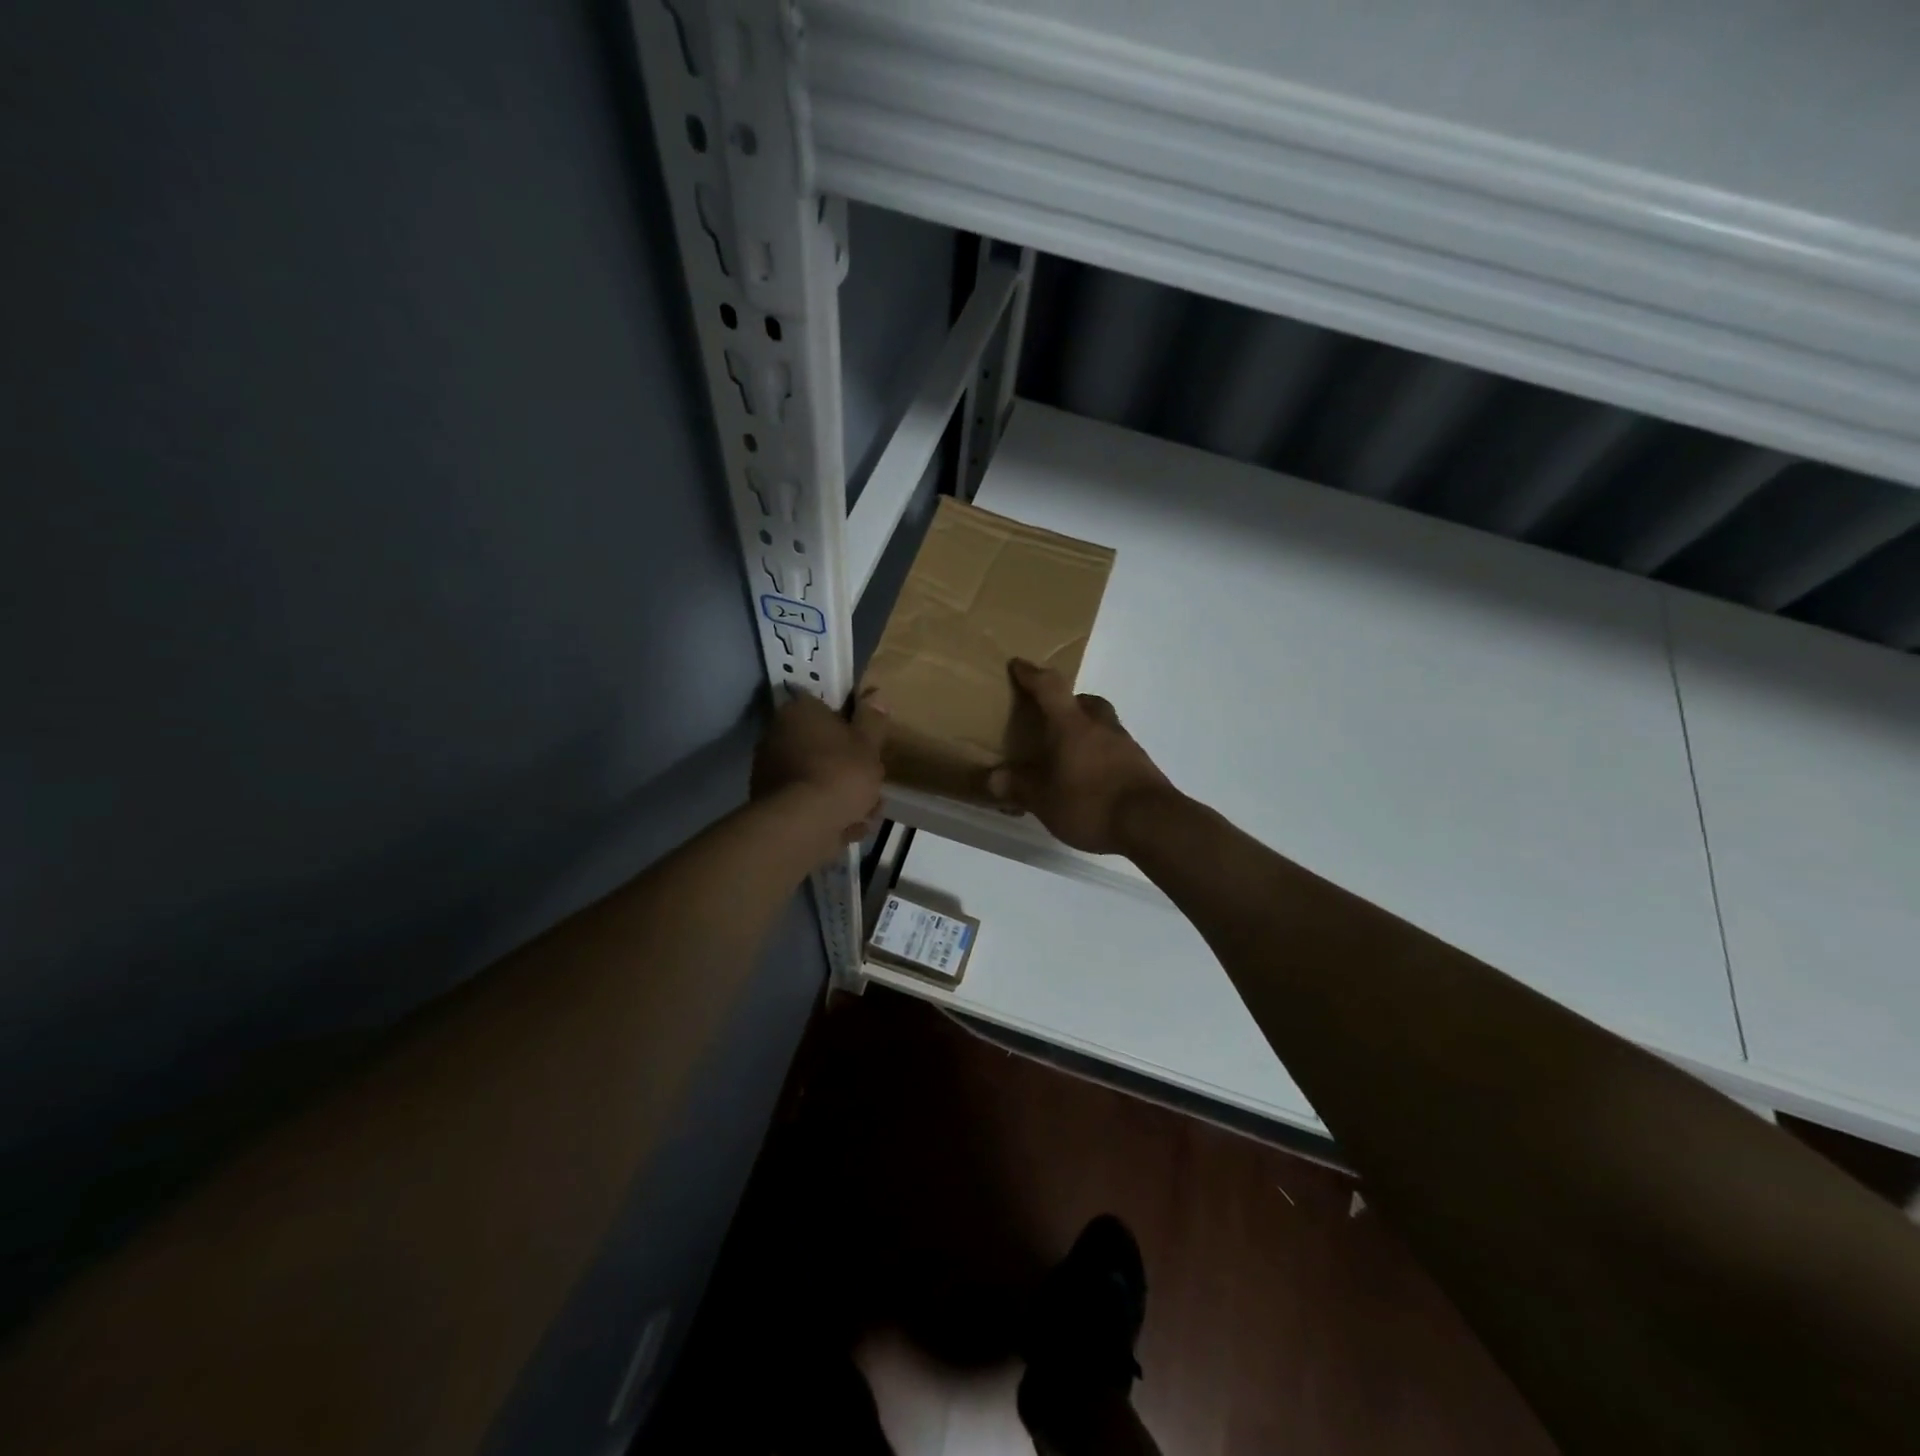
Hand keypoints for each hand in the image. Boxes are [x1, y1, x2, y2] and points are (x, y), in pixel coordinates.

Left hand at [752, 689, 887, 863]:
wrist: (801, 824)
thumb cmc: (840, 773)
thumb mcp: (868, 744)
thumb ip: (873, 721)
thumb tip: (875, 697)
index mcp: (799, 711)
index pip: (827, 709)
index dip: (851, 728)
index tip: (868, 747)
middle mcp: (777, 735)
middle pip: (822, 747)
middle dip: (849, 769)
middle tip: (872, 787)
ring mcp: (770, 771)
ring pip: (817, 778)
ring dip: (841, 795)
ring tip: (866, 815)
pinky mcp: (770, 803)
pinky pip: (806, 803)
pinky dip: (826, 814)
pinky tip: (848, 828)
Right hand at [987, 660, 1173, 854]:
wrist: (1152, 824)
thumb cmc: (1090, 803)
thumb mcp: (1044, 801)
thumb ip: (1019, 787)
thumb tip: (994, 778)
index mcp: (1072, 725)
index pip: (1050, 688)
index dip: (1032, 675)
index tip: (1018, 666)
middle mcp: (1100, 726)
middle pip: (1085, 701)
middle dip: (1068, 704)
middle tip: (1052, 718)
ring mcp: (1126, 745)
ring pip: (1102, 725)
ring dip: (1086, 731)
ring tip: (1069, 754)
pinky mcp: (1141, 766)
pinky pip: (1115, 749)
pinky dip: (1100, 754)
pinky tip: (1091, 778)